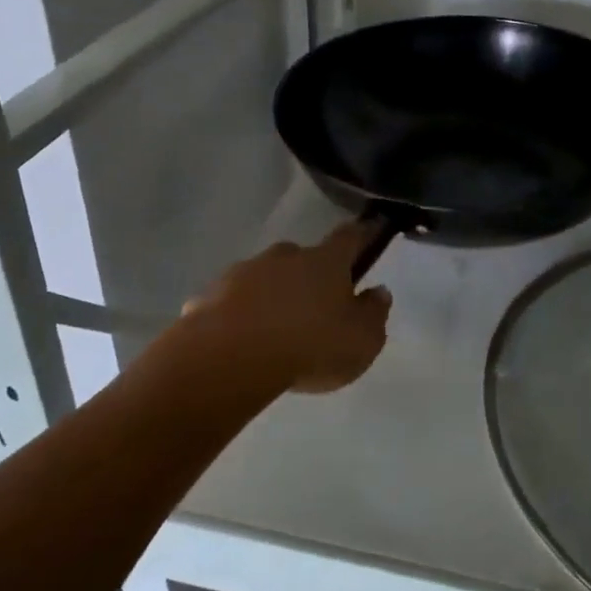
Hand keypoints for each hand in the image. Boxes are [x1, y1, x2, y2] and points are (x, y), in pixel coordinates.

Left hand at [180, 224, 393, 393]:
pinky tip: (239, 343)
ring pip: (265, 277)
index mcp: (326, 261)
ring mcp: (245, 271)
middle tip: (314, 305)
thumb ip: (374, 313)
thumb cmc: (310, 346)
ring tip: (274, 331)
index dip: (361, 235)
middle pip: (303, 257)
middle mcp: (286, 256)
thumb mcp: (362, 340)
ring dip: (272, 294)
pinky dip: (239, 315)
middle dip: (309, 274)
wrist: (231, 357)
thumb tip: (379, 291)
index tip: (368, 233)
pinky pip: (233, 302)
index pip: (350, 236)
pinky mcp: (211, 294)